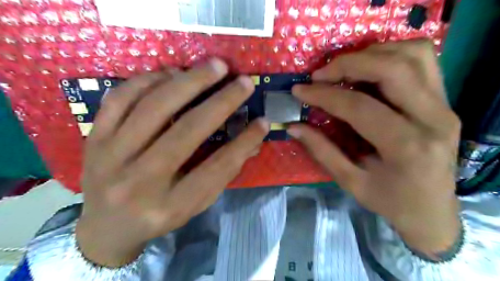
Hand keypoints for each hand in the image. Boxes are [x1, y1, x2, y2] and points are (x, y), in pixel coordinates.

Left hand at [75, 58, 269, 265]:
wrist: (105, 227)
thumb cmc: (159, 216)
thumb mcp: (195, 204)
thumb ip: (224, 173)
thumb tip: (252, 141)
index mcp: (170, 205)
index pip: (217, 168)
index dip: (244, 142)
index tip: (263, 121)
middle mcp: (140, 182)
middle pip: (186, 132)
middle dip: (221, 102)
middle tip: (242, 81)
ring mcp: (111, 157)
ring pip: (153, 108)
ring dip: (189, 81)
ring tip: (214, 66)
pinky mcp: (94, 139)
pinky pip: (120, 99)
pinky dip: (149, 80)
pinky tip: (172, 73)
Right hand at [289, 39, 460, 258]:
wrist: (433, 210)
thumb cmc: (390, 202)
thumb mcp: (351, 182)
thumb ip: (321, 151)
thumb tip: (294, 126)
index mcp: (407, 147)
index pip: (360, 107)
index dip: (324, 95)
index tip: (300, 90)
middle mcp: (433, 119)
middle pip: (392, 69)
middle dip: (348, 64)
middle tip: (320, 74)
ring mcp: (445, 105)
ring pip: (413, 55)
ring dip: (372, 53)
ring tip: (343, 68)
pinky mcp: (445, 100)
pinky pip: (422, 60)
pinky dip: (391, 54)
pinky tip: (369, 68)